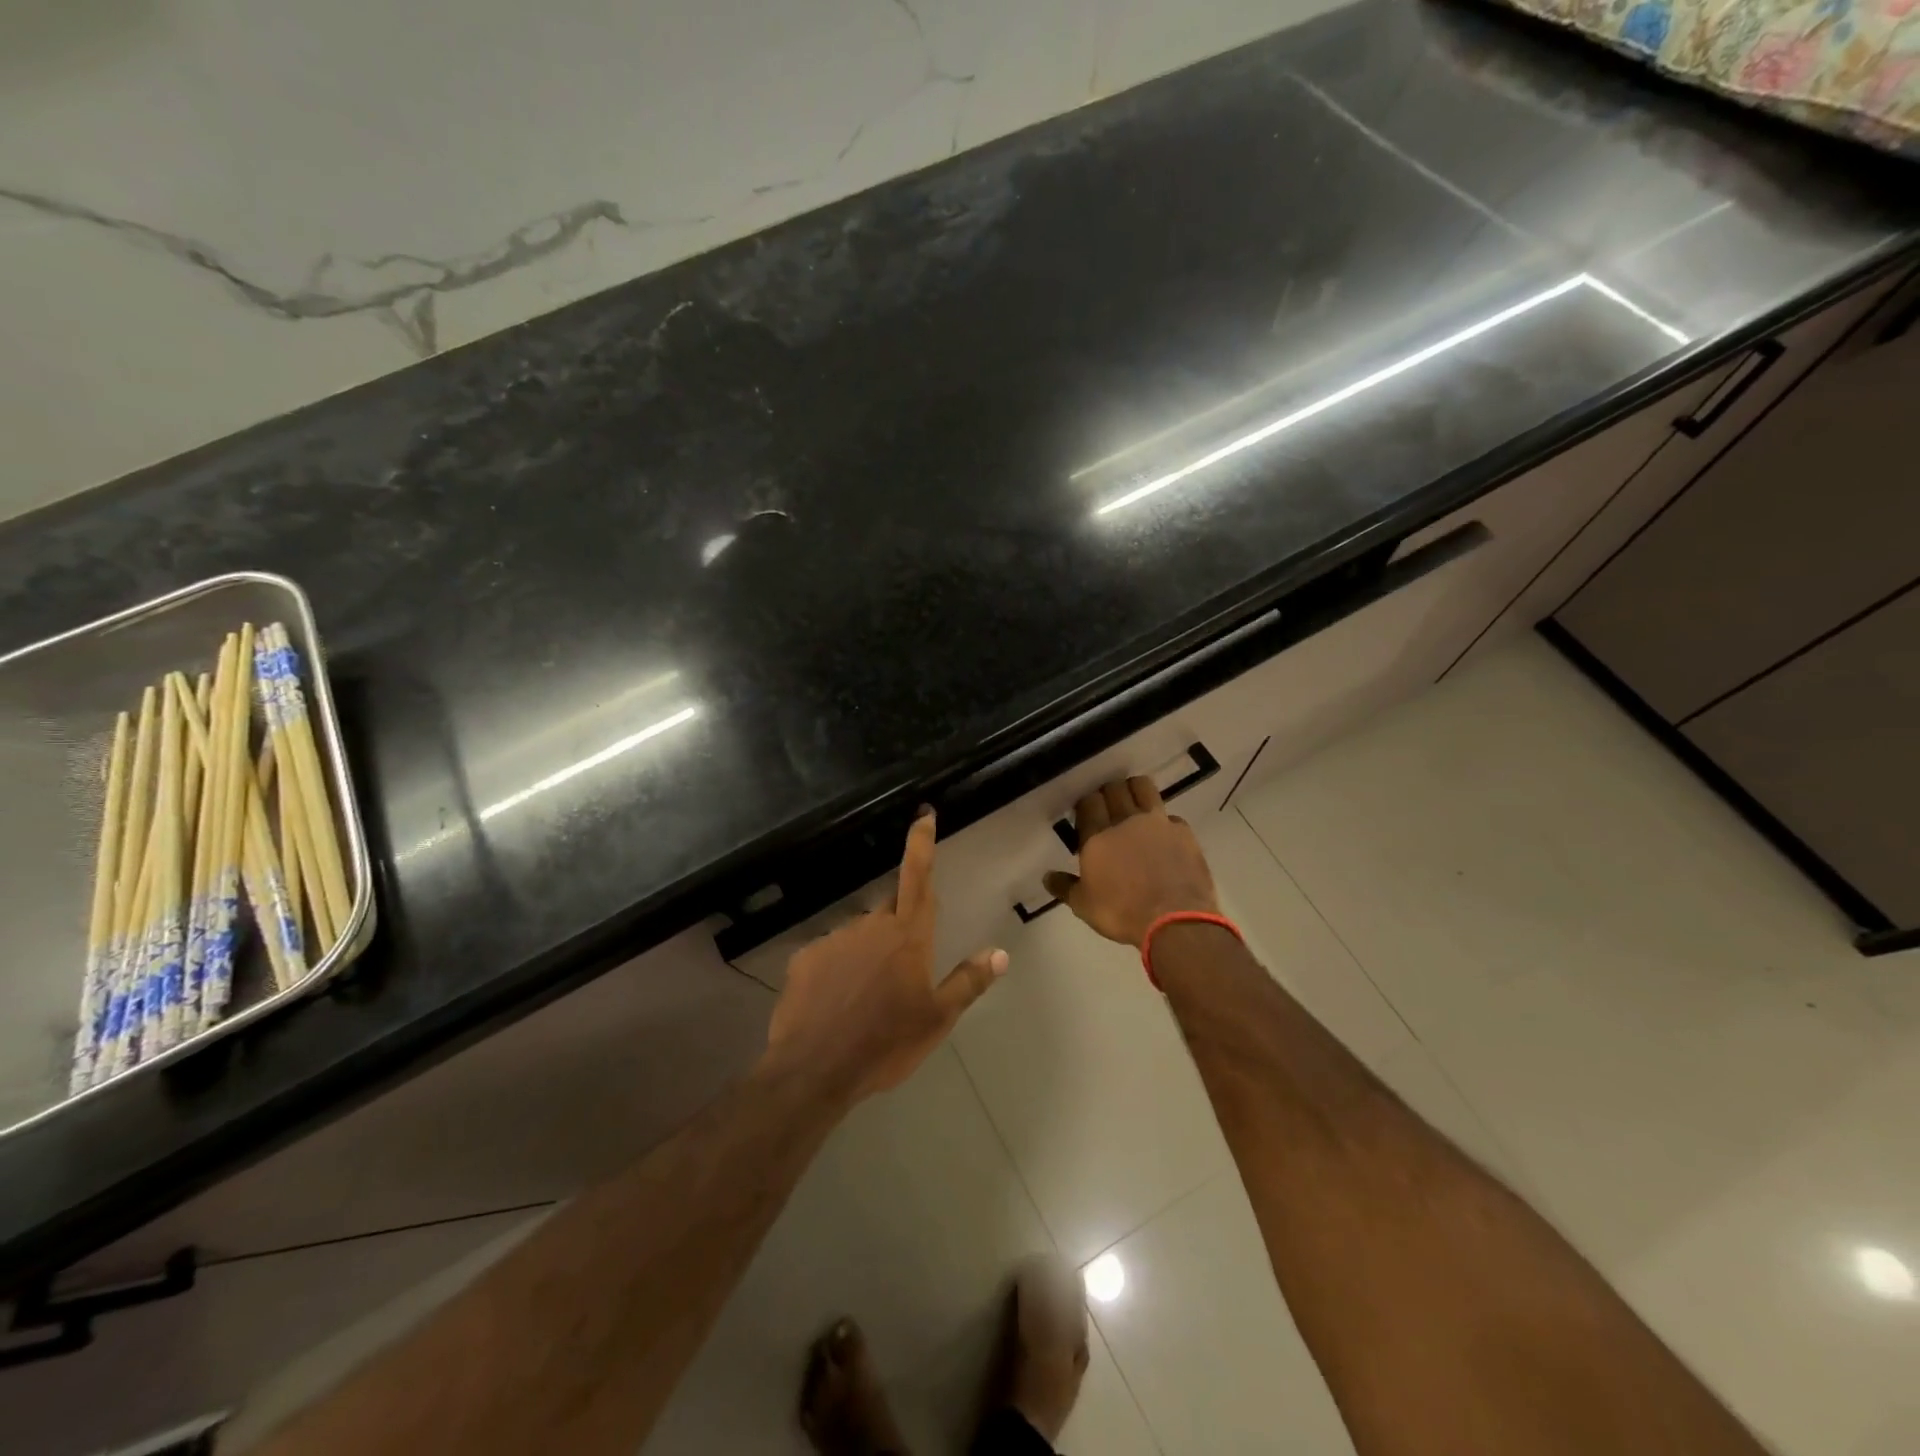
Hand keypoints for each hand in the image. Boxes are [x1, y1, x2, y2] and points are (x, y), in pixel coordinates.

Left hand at [763, 810, 1007, 1103]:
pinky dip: (838, 971)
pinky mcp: (805, 957)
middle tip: (900, 974)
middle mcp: (871, 925)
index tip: (923, 815)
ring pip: (860, 936)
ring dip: (867, 955)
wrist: (815, 1070)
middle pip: (891, 910)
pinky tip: (836, 1004)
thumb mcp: (937, 1019)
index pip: (918, 876)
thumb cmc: (886, 1044)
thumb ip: (969, 981)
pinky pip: (830, 955)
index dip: (921, 843)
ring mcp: (834, 938)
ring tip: (865, 1001)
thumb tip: (1000, 952)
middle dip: (899, 930)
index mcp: (907, 936)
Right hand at [1043, 777, 1218, 947]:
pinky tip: (1162, 836)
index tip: (1085, 814)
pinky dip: (1164, 821)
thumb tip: (1047, 876)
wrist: (1175, 921)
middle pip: (1114, 789)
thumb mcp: (1084, 906)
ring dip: (1135, 790)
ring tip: (1133, 804)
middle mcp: (1126, 821)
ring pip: (1144, 788)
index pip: (1088, 802)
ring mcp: (1158, 823)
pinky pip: (1170, 816)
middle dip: (1108, 793)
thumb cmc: (1122, 913)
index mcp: (1098, 836)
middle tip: (1107, 807)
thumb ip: (1065, 887)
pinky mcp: (1183, 832)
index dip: (1086, 804)